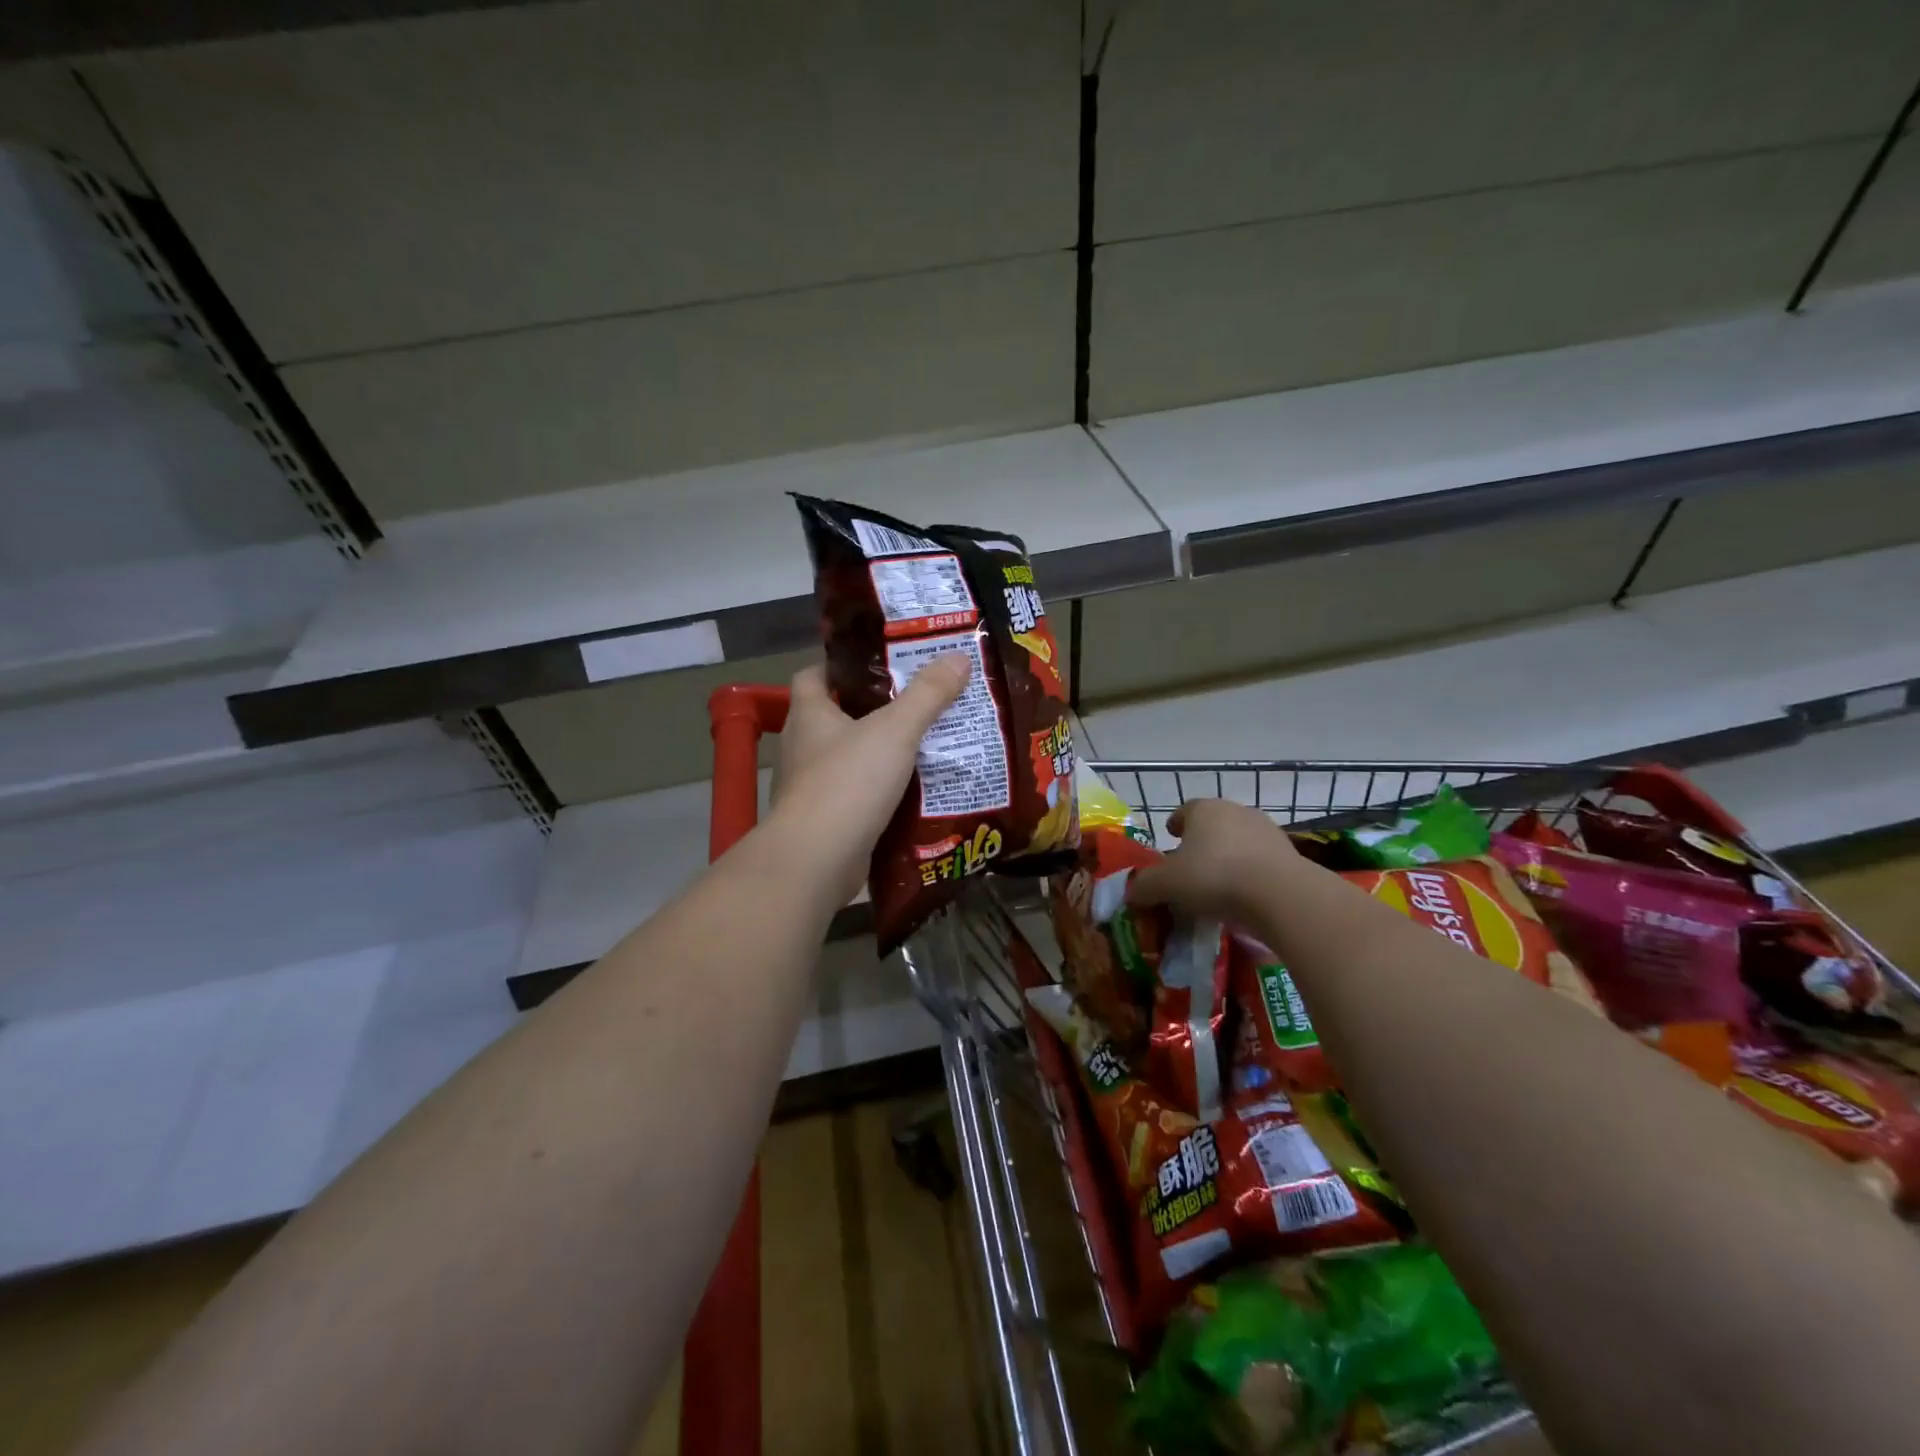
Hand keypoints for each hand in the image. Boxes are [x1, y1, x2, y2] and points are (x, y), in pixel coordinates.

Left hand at [771, 654, 971, 902]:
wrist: (817, 860)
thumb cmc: (848, 781)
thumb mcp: (896, 730)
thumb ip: (928, 694)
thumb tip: (959, 657)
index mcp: (808, 715)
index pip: (812, 675)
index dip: (838, 666)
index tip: (876, 665)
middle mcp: (803, 748)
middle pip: (834, 718)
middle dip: (871, 711)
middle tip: (917, 703)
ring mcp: (810, 788)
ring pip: (847, 760)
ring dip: (878, 754)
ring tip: (924, 746)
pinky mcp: (824, 822)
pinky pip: (856, 797)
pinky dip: (880, 793)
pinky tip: (914, 792)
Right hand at [1125, 798, 1301, 926]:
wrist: (1280, 895)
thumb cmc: (1213, 877)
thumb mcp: (1166, 884)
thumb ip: (1143, 886)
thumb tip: (1130, 893)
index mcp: (1204, 810)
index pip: (1185, 811)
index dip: (1175, 824)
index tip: (1171, 837)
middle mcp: (1236, 811)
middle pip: (1214, 824)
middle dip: (1202, 842)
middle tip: (1191, 866)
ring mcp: (1267, 831)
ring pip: (1240, 842)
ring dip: (1229, 857)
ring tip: (1219, 884)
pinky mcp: (1290, 854)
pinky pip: (1261, 862)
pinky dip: (1251, 873)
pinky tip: (1244, 896)